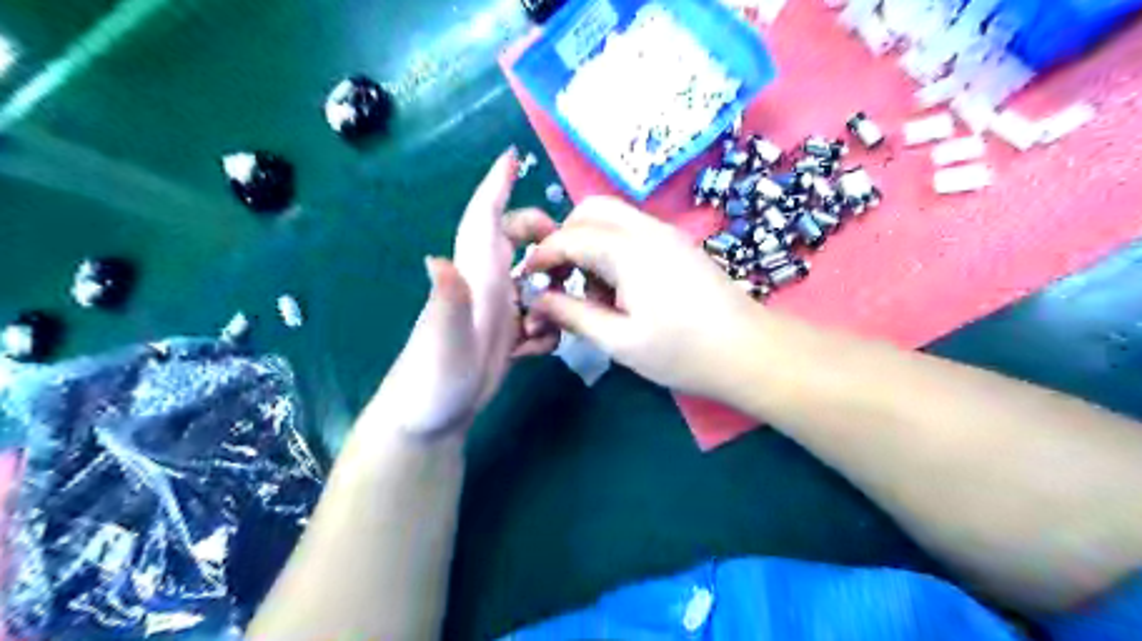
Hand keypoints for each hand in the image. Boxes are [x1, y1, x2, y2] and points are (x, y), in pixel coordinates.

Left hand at [368, 151, 560, 439]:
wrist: (430, 420)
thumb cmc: (430, 381)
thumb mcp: (442, 343)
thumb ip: (446, 302)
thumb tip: (436, 258)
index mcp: (473, 276)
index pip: (483, 219)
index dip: (495, 185)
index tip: (511, 155)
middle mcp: (486, 284)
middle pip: (516, 240)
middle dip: (544, 240)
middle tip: (568, 263)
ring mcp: (497, 309)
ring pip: (533, 278)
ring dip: (551, 292)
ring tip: (552, 321)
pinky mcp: (506, 333)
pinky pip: (537, 314)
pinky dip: (546, 327)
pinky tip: (537, 350)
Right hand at [523, 196, 760, 400]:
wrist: (750, 352)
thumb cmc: (683, 352)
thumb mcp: (619, 341)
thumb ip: (573, 315)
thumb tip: (537, 301)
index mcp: (629, 249)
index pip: (570, 236)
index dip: (543, 256)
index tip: (528, 280)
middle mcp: (647, 229)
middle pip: (592, 210)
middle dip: (567, 238)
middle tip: (561, 278)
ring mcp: (667, 234)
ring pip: (613, 219)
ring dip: (590, 244)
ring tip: (592, 293)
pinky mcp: (678, 246)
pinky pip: (632, 233)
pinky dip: (613, 250)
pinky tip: (620, 291)